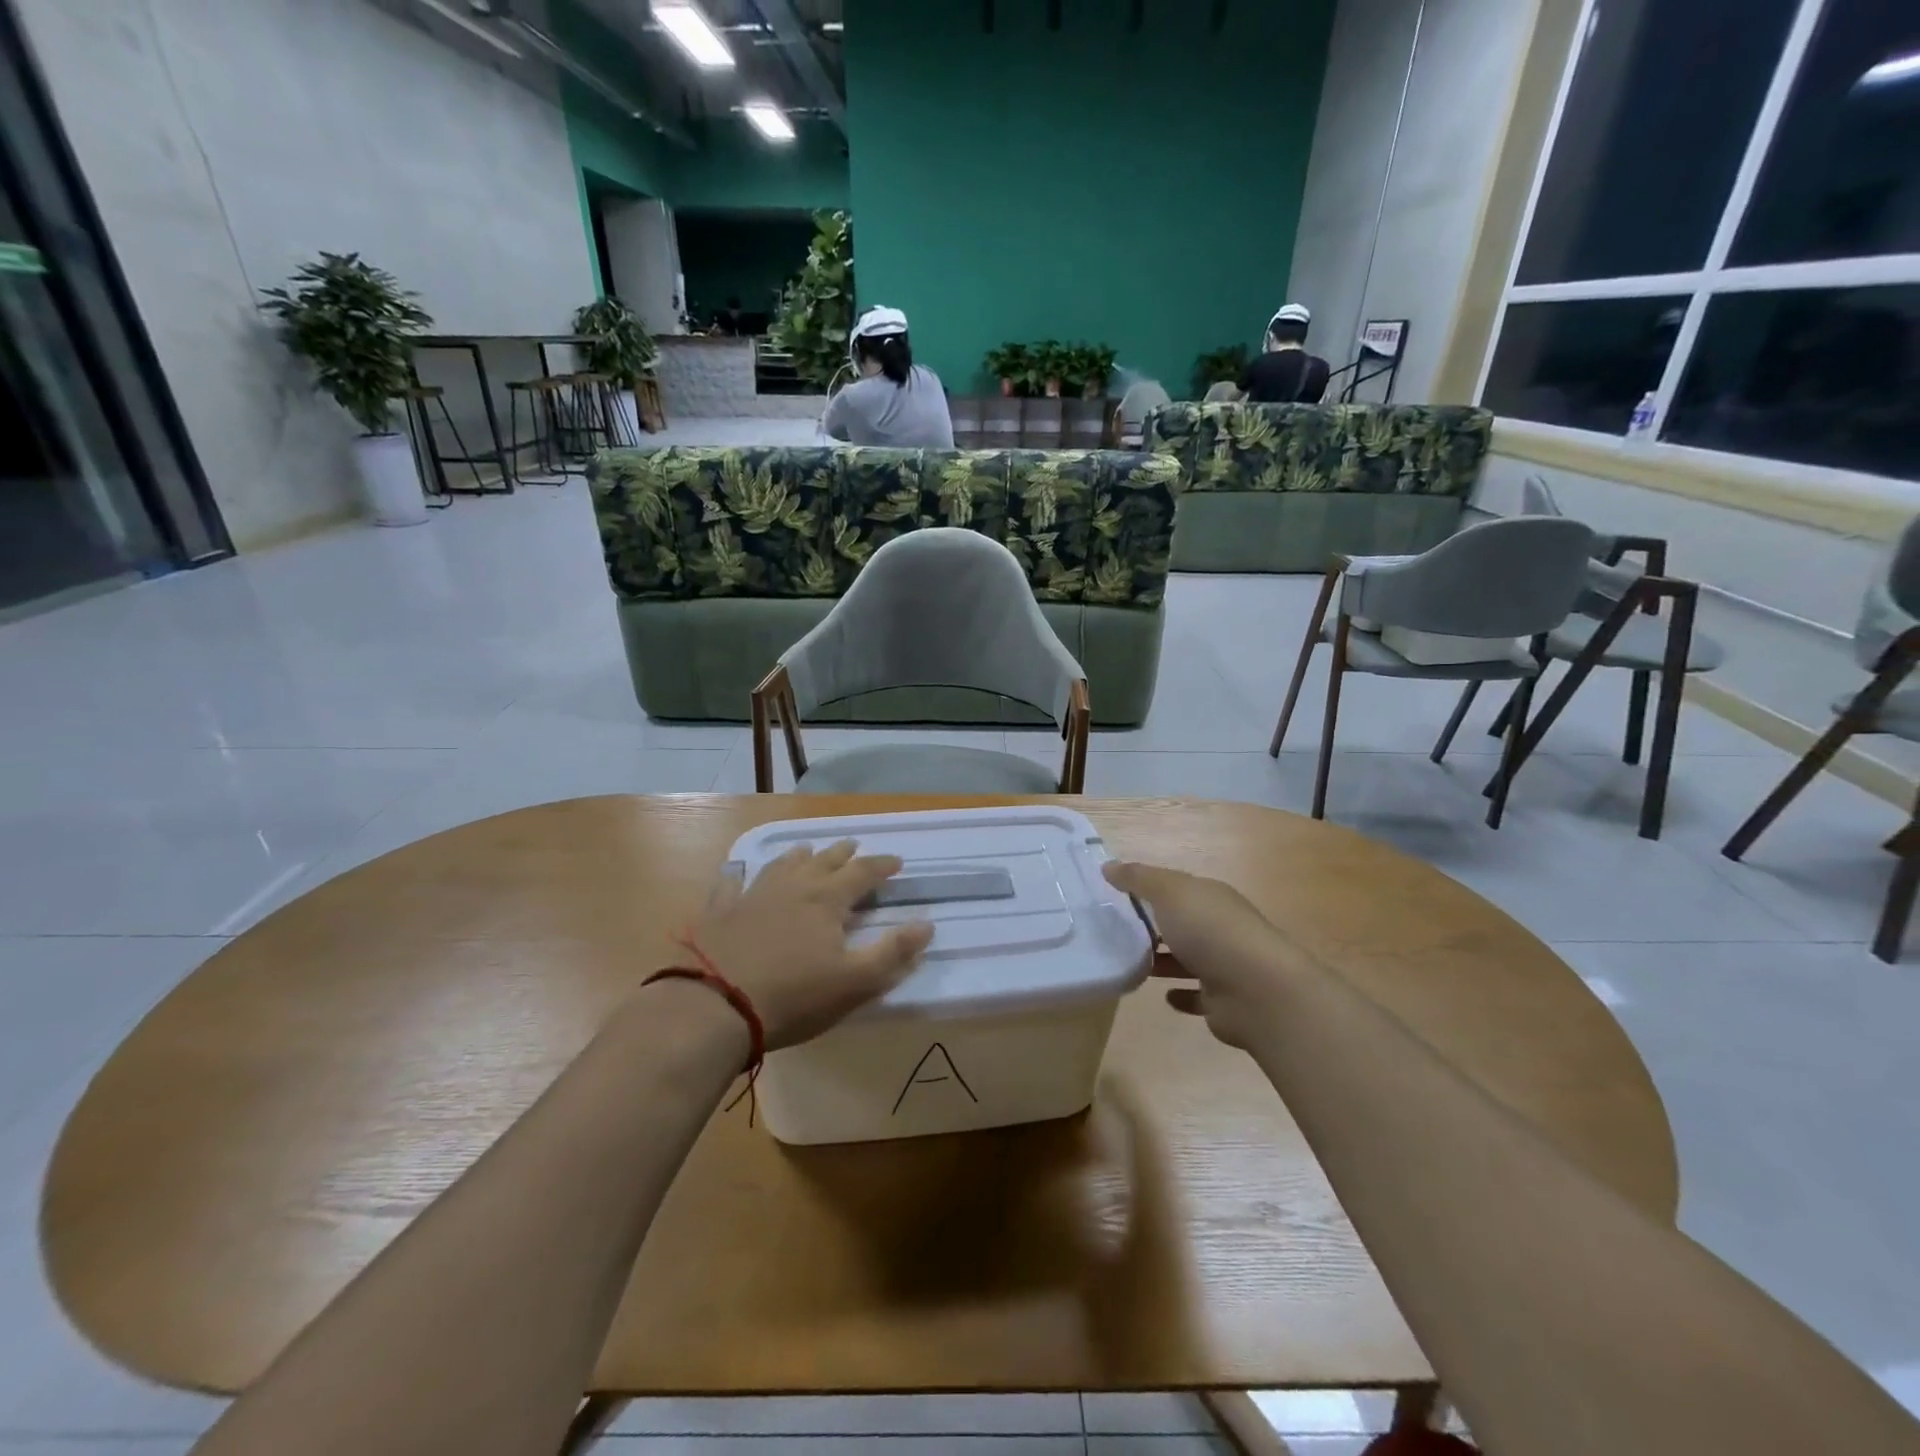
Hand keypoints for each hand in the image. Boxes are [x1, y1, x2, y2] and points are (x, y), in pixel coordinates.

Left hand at [685, 841, 933, 1049]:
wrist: (714, 1005)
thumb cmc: (794, 995)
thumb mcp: (854, 981)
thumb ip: (893, 953)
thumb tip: (926, 924)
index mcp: (827, 899)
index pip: (863, 873)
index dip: (882, 866)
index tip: (897, 862)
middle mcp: (793, 886)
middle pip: (824, 861)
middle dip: (843, 854)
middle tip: (854, 846)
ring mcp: (753, 894)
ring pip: (781, 865)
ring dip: (799, 856)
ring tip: (808, 851)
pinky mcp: (720, 911)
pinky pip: (732, 884)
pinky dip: (739, 876)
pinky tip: (737, 873)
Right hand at [1102, 860, 1287, 1048]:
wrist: (1257, 991)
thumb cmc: (1210, 931)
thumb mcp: (1169, 893)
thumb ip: (1138, 879)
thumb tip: (1108, 865)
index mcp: (1211, 897)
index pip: (1178, 887)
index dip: (1150, 888)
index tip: (1117, 895)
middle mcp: (1221, 928)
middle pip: (1184, 922)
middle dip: (1157, 925)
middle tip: (1117, 931)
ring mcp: (1225, 965)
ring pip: (1189, 959)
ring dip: (1165, 960)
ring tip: (1132, 963)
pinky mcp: (1223, 1001)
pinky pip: (1197, 995)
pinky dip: (1181, 995)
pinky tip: (1163, 995)